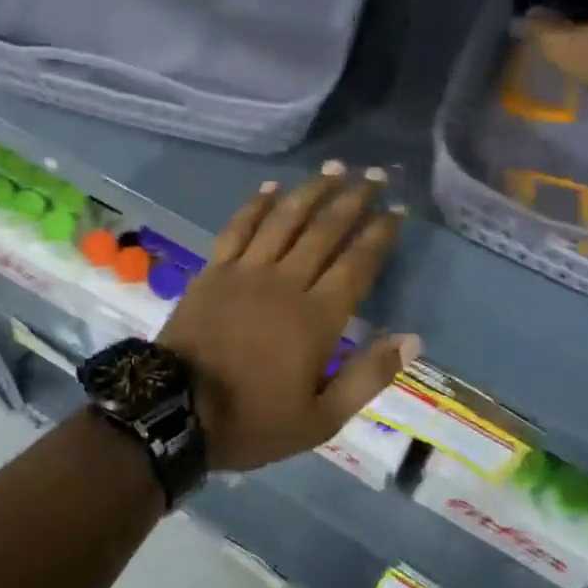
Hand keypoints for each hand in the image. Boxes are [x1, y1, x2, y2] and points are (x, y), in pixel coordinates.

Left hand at [156, 165, 419, 471]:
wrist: (175, 410)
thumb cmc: (252, 419)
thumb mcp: (321, 419)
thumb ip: (367, 376)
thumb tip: (412, 339)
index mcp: (316, 317)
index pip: (357, 264)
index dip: (379, 234)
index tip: (397, 209)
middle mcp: (285, 281)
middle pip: (325, 230)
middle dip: (353, 199)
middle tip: (374, 175)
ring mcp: (246, 270)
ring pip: (285, 219)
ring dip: (311, 190)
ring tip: (333, 168)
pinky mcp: (214, 269)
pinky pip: (238, 227)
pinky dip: (255, 205)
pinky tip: (270, 187)